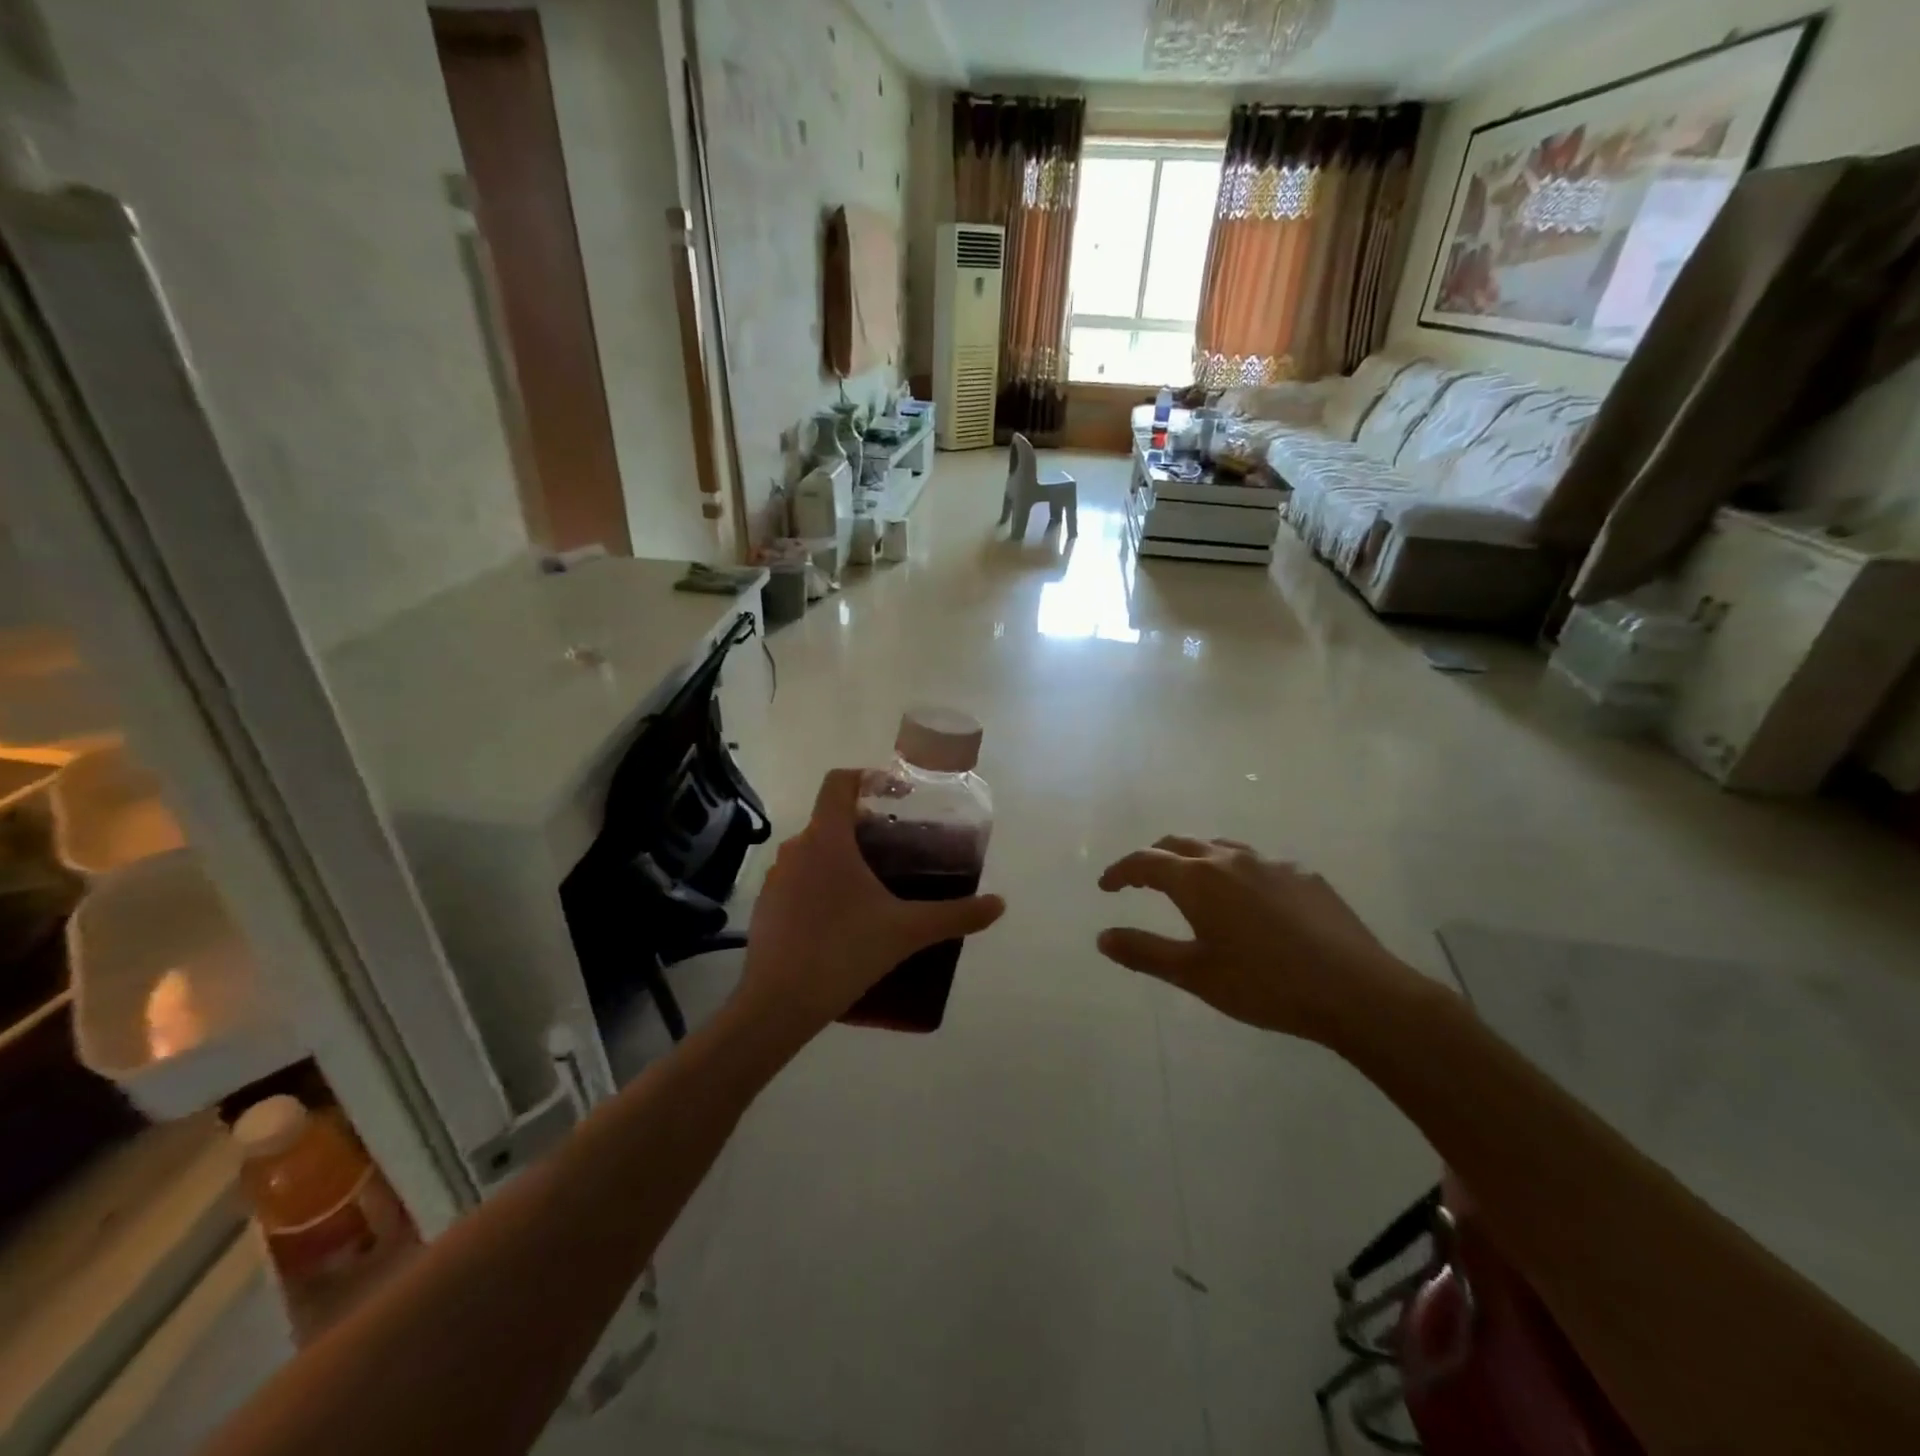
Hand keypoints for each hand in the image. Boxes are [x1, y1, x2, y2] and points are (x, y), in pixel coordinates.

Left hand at [737, 769, 1004, 1035]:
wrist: (777, 1004)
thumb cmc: (843, 951)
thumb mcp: (906, 931)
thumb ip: (955, 914)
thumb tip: (999, 905)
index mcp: (826, 839)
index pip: (838, 782)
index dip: (867, 778)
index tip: (896, 797)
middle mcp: (795, 849)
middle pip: (829, 818)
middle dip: (864, 825)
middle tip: (899, 847)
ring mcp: (775, 879)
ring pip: (814, 851)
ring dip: (842, 857)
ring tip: (875, 884)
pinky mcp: (766, 907)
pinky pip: (799, 881)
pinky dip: (822, 885)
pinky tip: (844, 919)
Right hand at [1096, 836, 1423, 1043]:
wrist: (1356, 991)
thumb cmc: (1265, 985)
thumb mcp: (1196, 975)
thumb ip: (1145, 952)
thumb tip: (1102, 937)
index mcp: (1198, 880)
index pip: (1145, 861)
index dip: (1120, 871)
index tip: (1106, 886)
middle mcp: (1231, 859)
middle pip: (1180, 844)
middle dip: (1154, 858)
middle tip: (1141, 881)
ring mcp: (1272, 863)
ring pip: (1220, 847)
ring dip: (1195, 859)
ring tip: (1192, 885)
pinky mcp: (1305, 875)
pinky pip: (1258, 863)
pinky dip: (1236, 872)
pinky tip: (1250, 902)